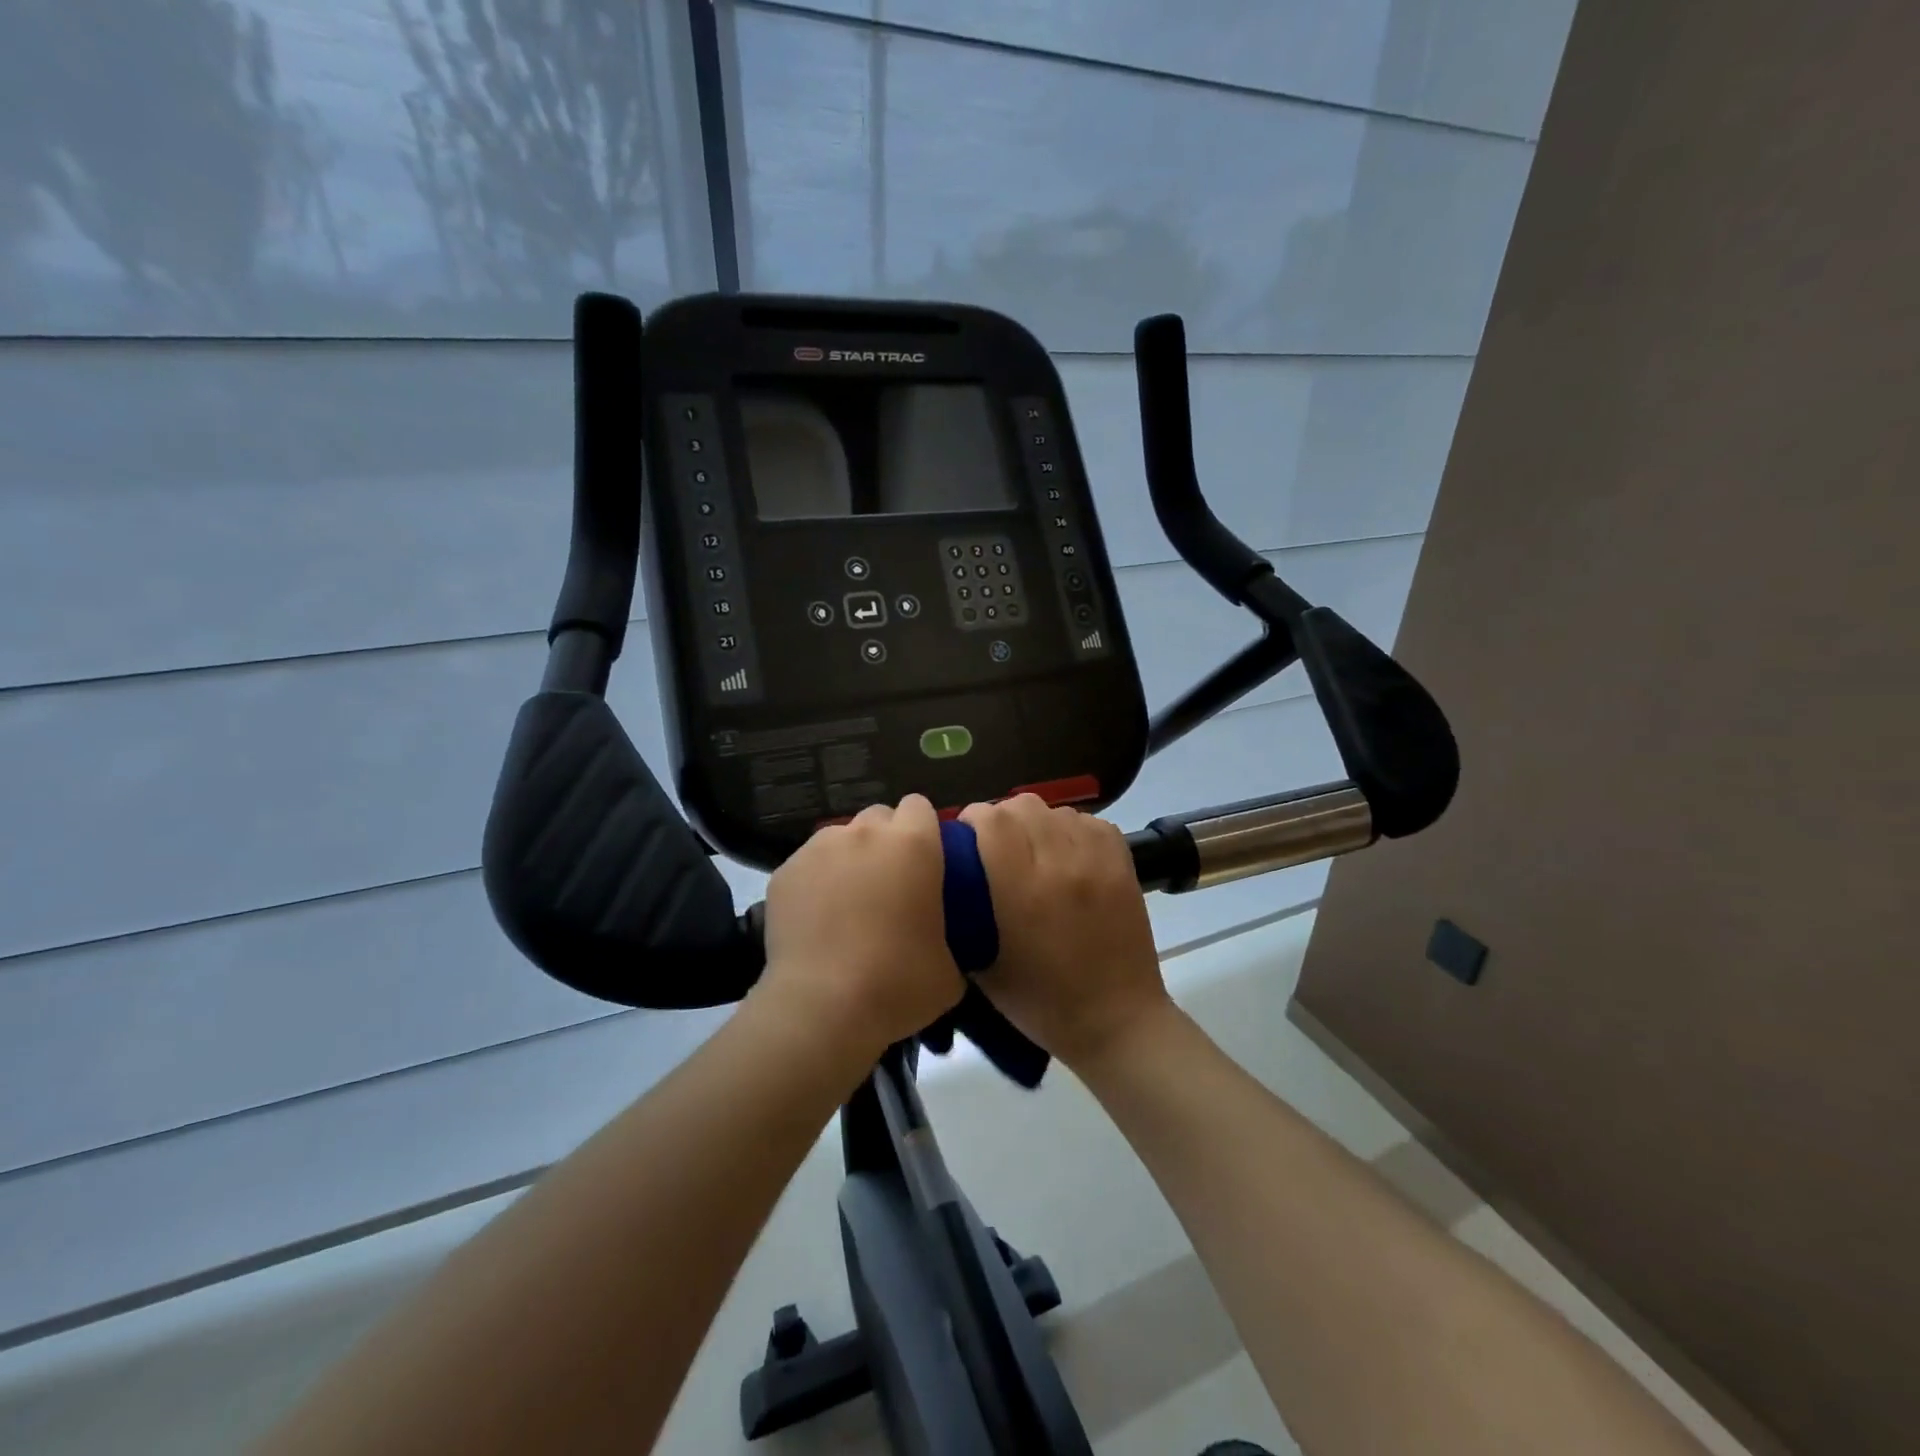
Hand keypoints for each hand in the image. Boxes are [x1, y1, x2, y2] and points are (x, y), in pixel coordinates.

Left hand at [759, 794, 964, 1062]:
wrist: (822, 1008)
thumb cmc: (898, 984)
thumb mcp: (951, 967)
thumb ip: (952, 934)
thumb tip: (943, 939)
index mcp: (913, 844)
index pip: (920, 806)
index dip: (924, 829)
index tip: (926, 861)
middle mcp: (865, 833)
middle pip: (879, 816)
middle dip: (886, 840)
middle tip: (889, 883)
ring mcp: (820, 848)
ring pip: (841, 837)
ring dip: (851, 858)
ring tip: (849, 901)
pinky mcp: (785, 870)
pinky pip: (809, 864)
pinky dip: (816, 881)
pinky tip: (818, 918)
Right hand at [960, 795, 1172, 1071]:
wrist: (1116, 1020)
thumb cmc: (1041, 1003)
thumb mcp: (982, 967)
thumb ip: (963, 914)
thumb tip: (949, 874)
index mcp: (1021, 891)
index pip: (990, 820)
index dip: (972, 822)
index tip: (967, 842)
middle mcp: (1060, 864)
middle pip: (1022, 805)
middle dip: (1002, 819)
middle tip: (998, 848)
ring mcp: (1096, 860)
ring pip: (1056, 810)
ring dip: (1037, 823)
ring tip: (1035, 852)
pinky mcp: (1123, 862)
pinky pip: (1089, 821)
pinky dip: (1072, 830)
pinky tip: (1066, 855)